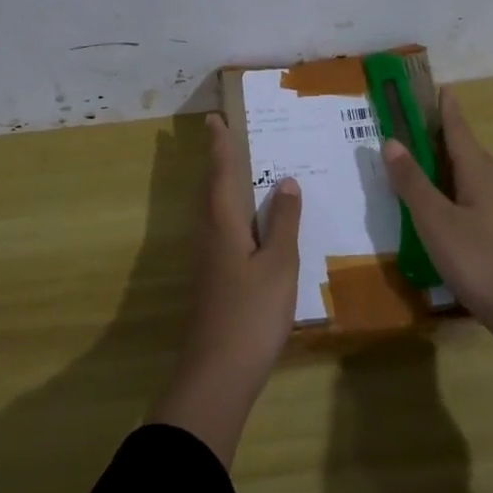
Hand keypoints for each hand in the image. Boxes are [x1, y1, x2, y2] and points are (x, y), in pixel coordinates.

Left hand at [147, 114, 300, 464]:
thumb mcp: (279, 264)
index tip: (215, 119)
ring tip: (240, 172)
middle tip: (226, 137)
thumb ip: (283, 222)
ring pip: (212, 211)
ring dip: (222, 186)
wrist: (217, 373)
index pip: (220, 174)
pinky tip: (248, 226)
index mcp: (223, 224)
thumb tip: (285, 181)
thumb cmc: (251, 313)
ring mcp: (207, 261)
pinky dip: (230, 213)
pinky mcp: (212, 280)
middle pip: (210, 190)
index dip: (220, 146)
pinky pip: (220, 231)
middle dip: (217, 162)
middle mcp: (209, 235)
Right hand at [385, 89, 492, 454]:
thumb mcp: (435, 220)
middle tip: (411, 120)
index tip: (435, 85)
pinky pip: (466, 195)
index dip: (445, 107)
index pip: (457, 128)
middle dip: (439, 131)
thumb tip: (391, 141)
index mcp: (477, 171)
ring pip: (465, 173)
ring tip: (416, 157)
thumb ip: (412, 182)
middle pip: (463, 148)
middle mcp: (490, 183)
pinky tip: (434, 203)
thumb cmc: (478, 259)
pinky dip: (446, 187)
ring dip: (441, 161)